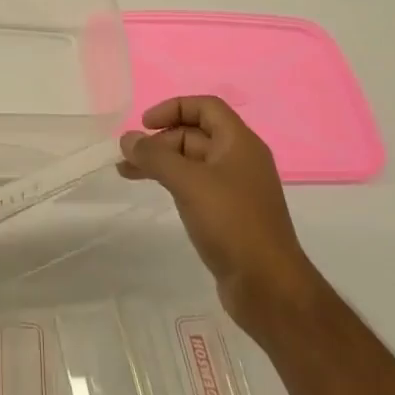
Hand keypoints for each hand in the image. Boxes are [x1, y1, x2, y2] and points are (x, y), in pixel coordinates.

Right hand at [118, 95, 319, 320]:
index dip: (173, 108)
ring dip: (161, 162)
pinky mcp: (229, 215)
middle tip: (129, 156)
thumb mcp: (189, 183)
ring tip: (126, 172)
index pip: (205, 107)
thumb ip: (155, 157)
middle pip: (195, 134)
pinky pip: (196, 185)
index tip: (145, 124)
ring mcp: (235, 189)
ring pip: (192, 162)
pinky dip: (172, 182)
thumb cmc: (232, 223)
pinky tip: (155, 191)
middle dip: (160, 140)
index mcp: (240, 143)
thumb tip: (127, 139)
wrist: (269, 287)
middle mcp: (240, 160)